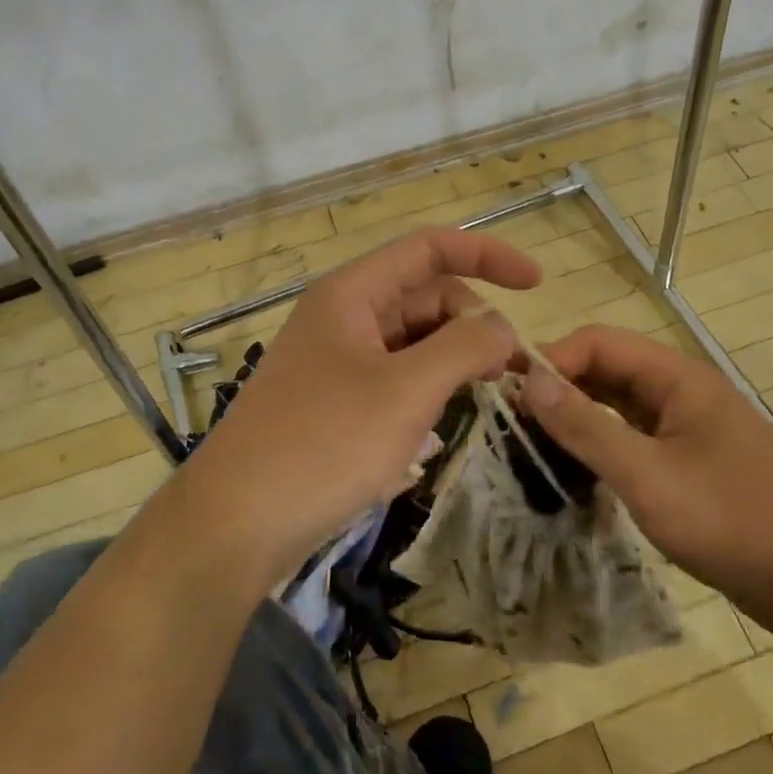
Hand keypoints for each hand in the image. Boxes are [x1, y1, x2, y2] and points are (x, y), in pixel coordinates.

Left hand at [175, 227, 540, 585]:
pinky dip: (428, 386)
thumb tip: (501, 326)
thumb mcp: (406, 391)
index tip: (537, 284)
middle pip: (425, 295)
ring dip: (454, 356)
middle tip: (511, 370)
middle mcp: (344, 315)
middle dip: (474, 320)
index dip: (487, 255)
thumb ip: (464, 346)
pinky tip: (443, 420)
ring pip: (413, 338)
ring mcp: (337, 358)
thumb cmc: (323, 444)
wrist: (234, 525)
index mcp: (353, 293)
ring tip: (487, 394)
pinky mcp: (335, 400)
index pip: (430, 249)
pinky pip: (395, 374)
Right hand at [520, 325, 772, 619]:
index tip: (511, 395)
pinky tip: (579, 467)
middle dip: (562, 387)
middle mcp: (683, 389)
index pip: (599, 342)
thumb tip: (529, 380)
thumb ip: (587, 426)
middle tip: (514, 421)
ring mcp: (691, 425)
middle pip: (609, 368)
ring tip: (535, 443)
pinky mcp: (693, 458)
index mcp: (677, 376)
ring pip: (621, 403)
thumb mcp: (648, 476)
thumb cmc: (731, 521)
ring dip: (580, 415)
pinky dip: (604, 442)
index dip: (553, 360)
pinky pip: (637, 434)